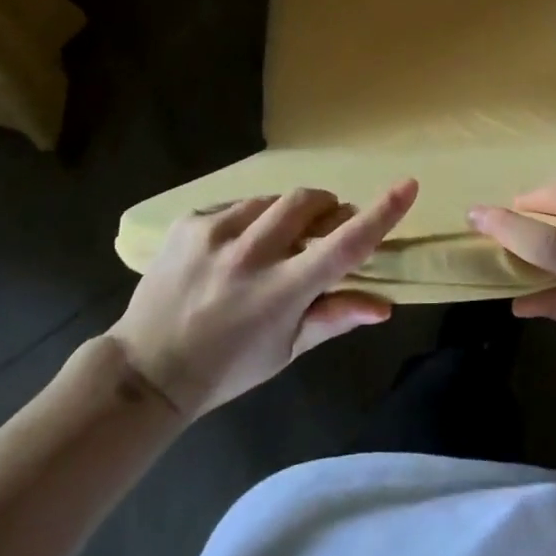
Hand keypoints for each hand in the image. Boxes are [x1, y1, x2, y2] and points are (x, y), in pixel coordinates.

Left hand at [109, 180, 417, 419]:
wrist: (147, 370)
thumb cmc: (228, 367)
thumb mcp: (286, 350)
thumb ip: (335, 317)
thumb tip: (385, 306)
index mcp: (281, 293)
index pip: (343, 246)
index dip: (380, 214)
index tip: (408, 185)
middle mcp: (250, 256)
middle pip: (308, 202)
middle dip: (325, 207)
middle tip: (322, 228)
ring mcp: (216, 234)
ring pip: (272, 200)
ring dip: (284, 216)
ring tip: (270, 246)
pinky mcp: (190, 223)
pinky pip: (236, 206)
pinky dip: (248, 220)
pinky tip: (234, 249)